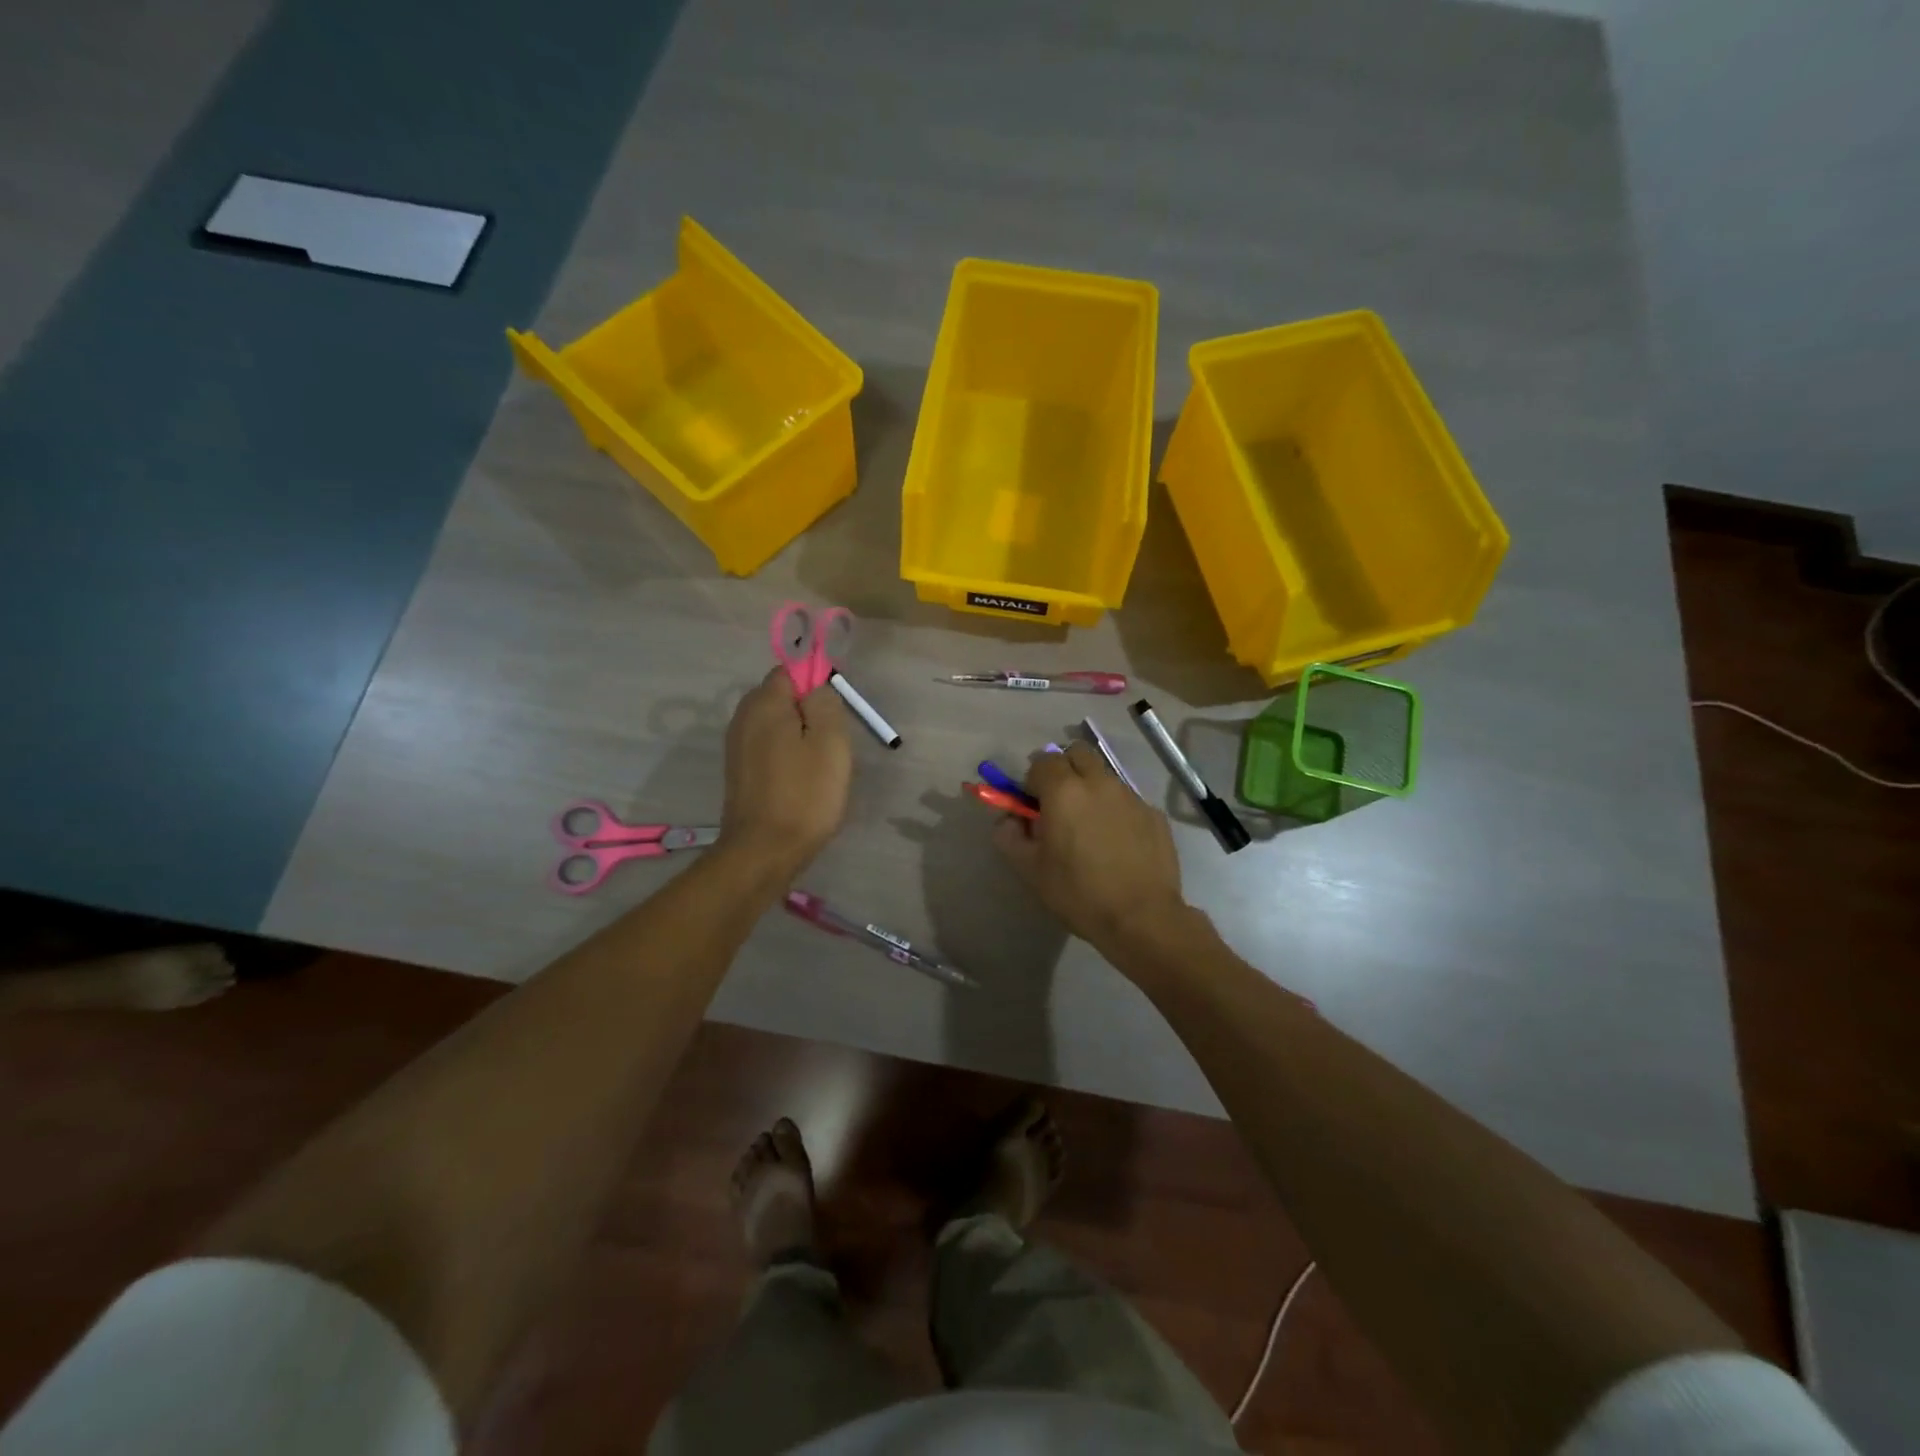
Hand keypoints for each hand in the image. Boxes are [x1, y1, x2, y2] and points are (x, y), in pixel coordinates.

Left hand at [721, 669, 851, 872]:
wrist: (764, 851)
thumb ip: (825, 702)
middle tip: (832, 744)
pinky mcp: (739, 771)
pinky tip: (801, 782)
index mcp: (764, 702)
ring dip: (800, 737)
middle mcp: (743, 716)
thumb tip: (816, 687)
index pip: (791, 670)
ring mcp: (737, 746)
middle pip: (782, 697)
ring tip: (819, 767)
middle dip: (809, 712)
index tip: (835, 714)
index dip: (817, 684)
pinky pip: (769, 748)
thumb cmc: (805, 793)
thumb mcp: (830, 741)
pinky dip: (787, 757)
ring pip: (777, 725)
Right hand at [993, 741, 1187, 956]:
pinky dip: (1115, 809)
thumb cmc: (1079, 893)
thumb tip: (1008, 818)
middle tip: (1059, 802)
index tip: (1032, 805)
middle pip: (1077, 753)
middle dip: (1064, 769)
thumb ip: (1009, 836)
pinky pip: (1127, 799)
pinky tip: (1116, 842)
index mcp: (1064, 790)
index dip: (1033, 779)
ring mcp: (1131, 796)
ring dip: (1091, 788)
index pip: (1042, 760)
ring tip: (1089, 825)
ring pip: (1104, 775)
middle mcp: (1099, 782)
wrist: (1142, 918)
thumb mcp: (1030, 870)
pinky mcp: (1154, 814)